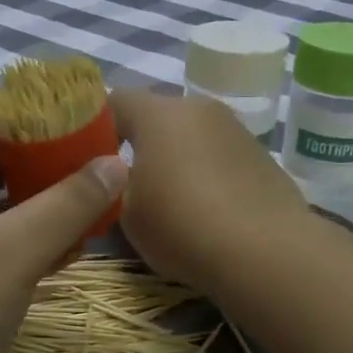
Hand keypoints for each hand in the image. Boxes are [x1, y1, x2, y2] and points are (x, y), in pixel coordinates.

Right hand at [110, 89, 310, 294]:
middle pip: (157, 117)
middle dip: (138, 143)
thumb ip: (114, 187)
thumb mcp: (127, 214)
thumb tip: (118, 178)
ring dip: (175, 158)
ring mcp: (235, 129)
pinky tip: (205, 209)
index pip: (114, 100)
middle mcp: (199, 108)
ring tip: (169, 200)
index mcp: (159, 113)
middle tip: (125, 183)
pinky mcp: (261, 155)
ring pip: (191, 136)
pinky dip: (205, 173)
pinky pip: (219, 156)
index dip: (95, 126)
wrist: (266, 252)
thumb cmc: (182, 226)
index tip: (87, 158)